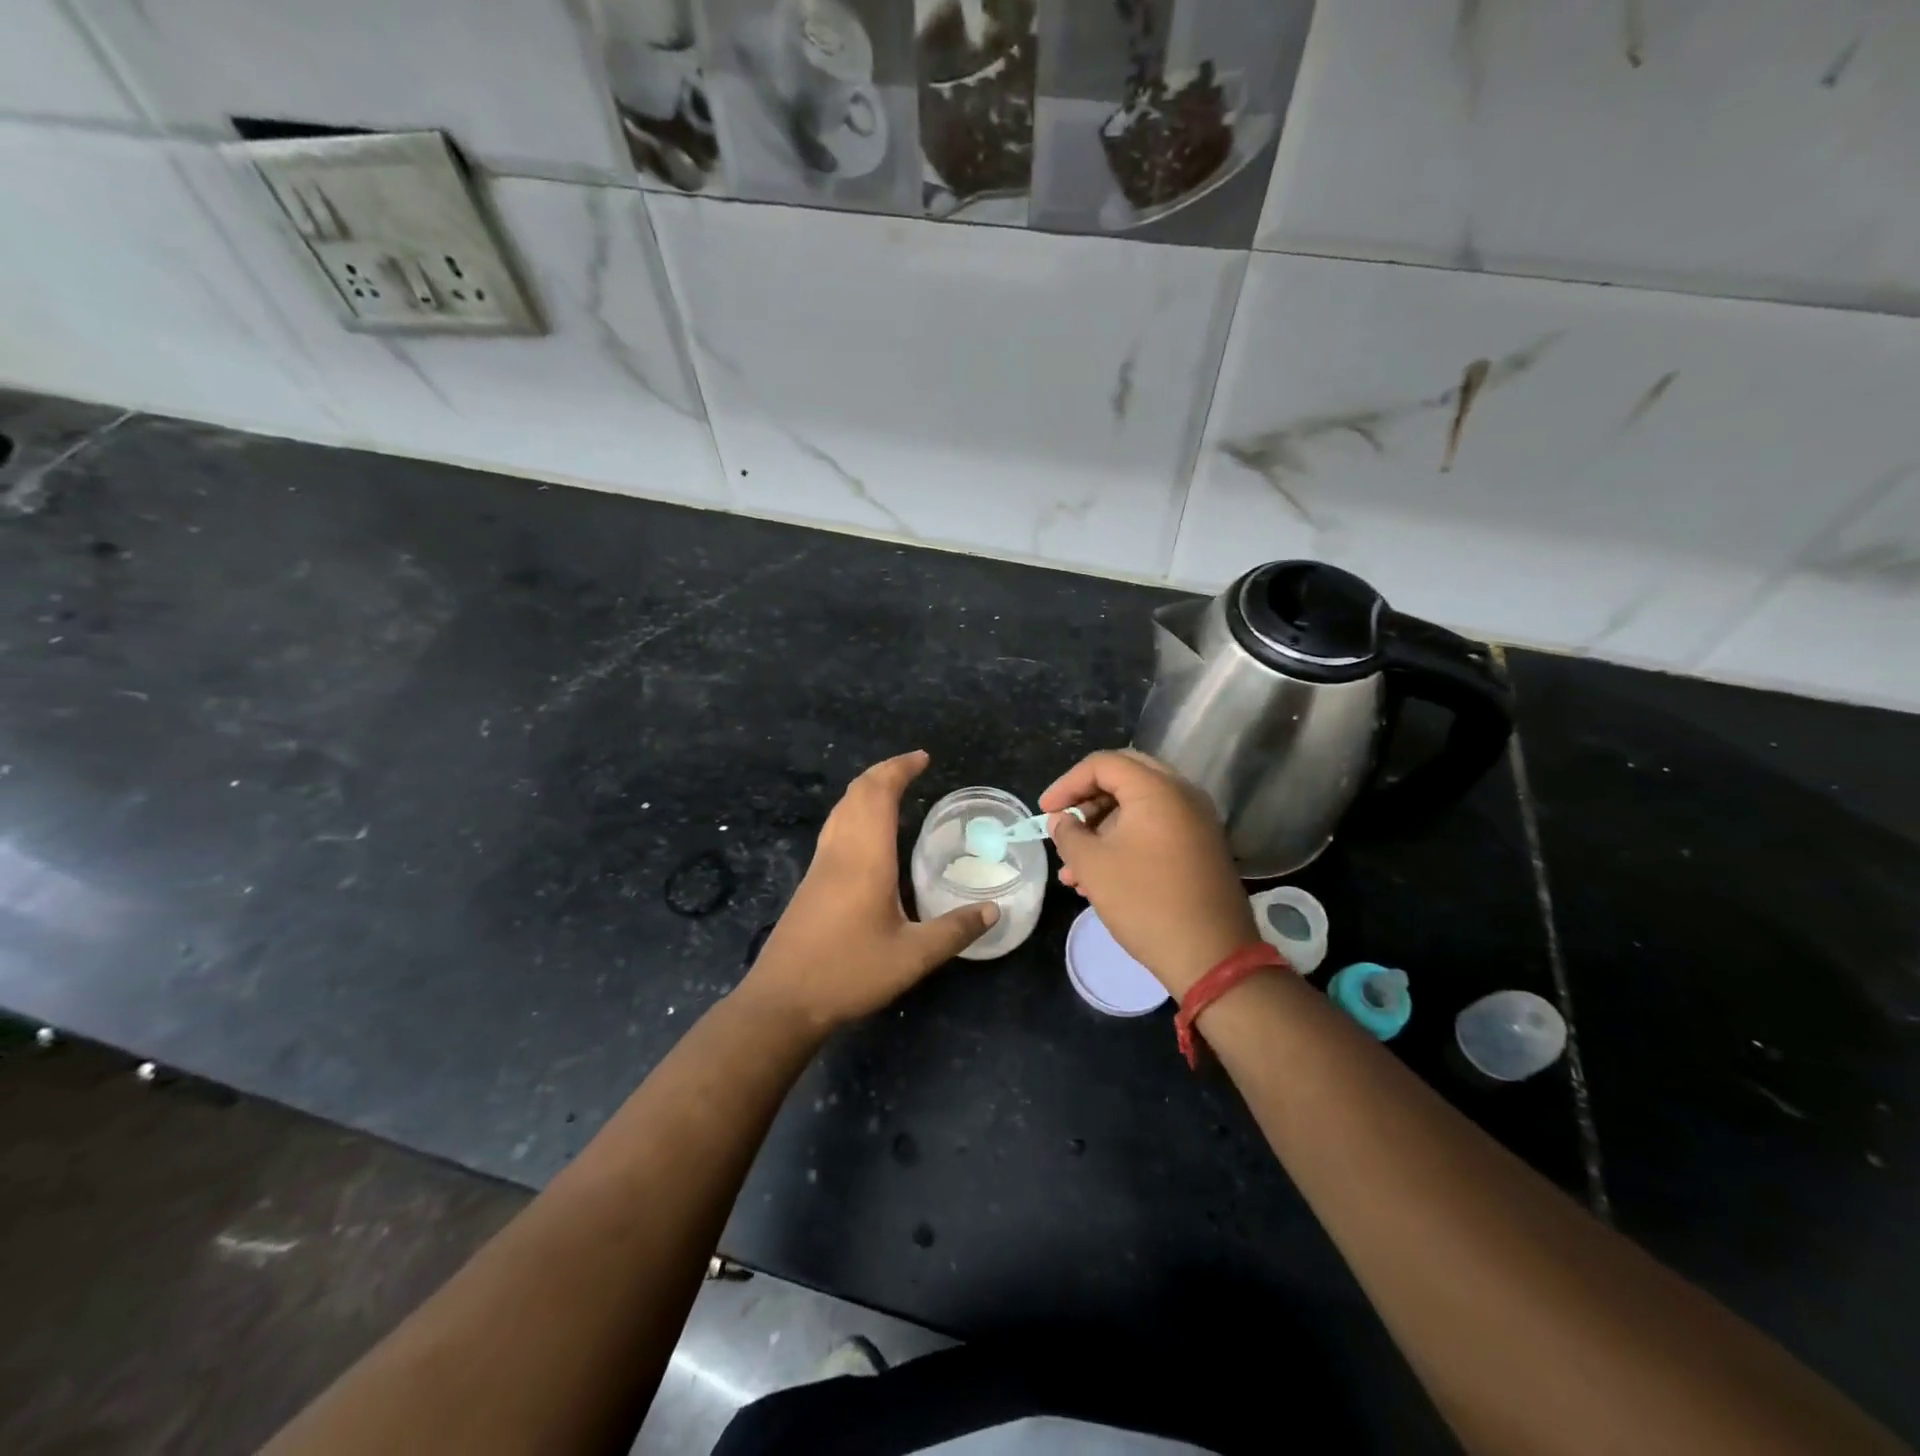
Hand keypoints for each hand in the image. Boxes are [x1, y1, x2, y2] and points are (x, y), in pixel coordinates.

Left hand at [738, 751, 996, 1030]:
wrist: (782, 1001)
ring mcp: (820, 866)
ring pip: (840, 809)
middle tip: (912, 766)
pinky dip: (854, 811)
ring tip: (892, 788)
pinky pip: (834, 828)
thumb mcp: (912, 957)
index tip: (923, 758)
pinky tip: (866, 833)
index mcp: (865, 858)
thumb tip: (992, 911)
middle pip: (857, 793)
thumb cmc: (848, 973)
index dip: (899, 769)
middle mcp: (840, 852)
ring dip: (866, 789)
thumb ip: (954, 931)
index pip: (879, 795)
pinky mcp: (810, 882)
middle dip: (884, 772)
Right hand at [1041, 749, 1258, 997]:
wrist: (1211, 955)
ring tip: (1072, 869)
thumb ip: (1069, 834)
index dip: (1067, 783)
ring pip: (1138, 807)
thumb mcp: (1093, 865)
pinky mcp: (1201, 847)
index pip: (1103, 763)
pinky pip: (1156, 828)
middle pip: (1124, 778)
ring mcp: (1196, 821)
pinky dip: (1126, 841)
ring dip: (1102, 828)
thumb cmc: (1145, 901)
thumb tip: (1061, 820)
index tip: (1045, 812)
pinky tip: (1099, 878)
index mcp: (1157, 789)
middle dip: (1086, 801)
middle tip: (1063, 824)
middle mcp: (1182, 794)